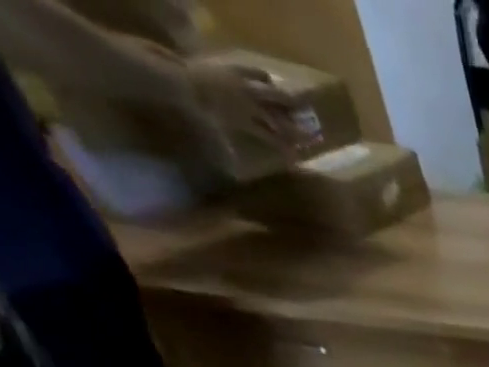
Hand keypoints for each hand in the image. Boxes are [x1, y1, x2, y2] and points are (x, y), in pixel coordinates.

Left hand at [184, 57, 303, 171]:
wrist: (175, 78)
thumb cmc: (194, 110)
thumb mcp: (211, 136)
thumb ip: (225, 153)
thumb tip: (232, 175)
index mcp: (249, 123)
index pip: (275, 140)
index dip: (288, 150)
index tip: (299, 160)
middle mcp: (252, 106)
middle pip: (281, 117)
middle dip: (298, 127)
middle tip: (313, 134)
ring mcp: (244, 86)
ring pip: (274, 95)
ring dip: (287, 101)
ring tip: (299, 105)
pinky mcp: (233, 69)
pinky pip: (254, 72)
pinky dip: (263, 76)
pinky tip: (268, 79)